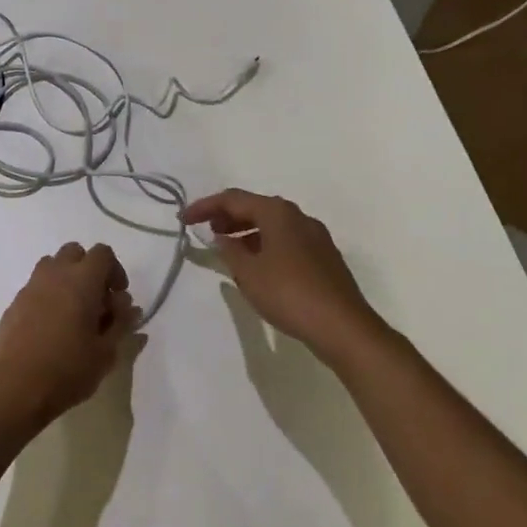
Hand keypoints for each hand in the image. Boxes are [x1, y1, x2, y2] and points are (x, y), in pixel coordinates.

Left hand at [0, 243, 141, 426]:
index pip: (102, 253)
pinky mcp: (14, 303)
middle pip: (74, 252)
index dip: (115, 270)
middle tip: (97, 302)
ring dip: (66, 279)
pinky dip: (48, 296)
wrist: (15, 387)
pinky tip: (51, 328)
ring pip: (52, 266)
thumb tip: (128, 307)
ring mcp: (30, 287)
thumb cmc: (68, 369)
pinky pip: (36, 287)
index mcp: (81, 280)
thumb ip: (120, 323)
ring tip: (73, 312)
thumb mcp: (106, 352)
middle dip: (89, 270)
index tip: (118, 297)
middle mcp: (54, 274)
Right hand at [181, 189, 386, 366]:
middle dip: (226, 217)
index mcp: (277, 213)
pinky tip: (255, 265)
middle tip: (205, 230)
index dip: (204, 207)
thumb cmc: (289, 294)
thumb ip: (229, 251)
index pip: (233, 199)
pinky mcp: (323, 257)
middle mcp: (298, 216)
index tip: (183, 220)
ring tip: (226, 249)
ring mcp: (315, 236)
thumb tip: (222, 238)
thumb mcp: (248, 273)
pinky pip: (285, 240)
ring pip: (271, 225)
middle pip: (255, 207)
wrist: (343, 327)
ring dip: (245, 232)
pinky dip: (264, 244)